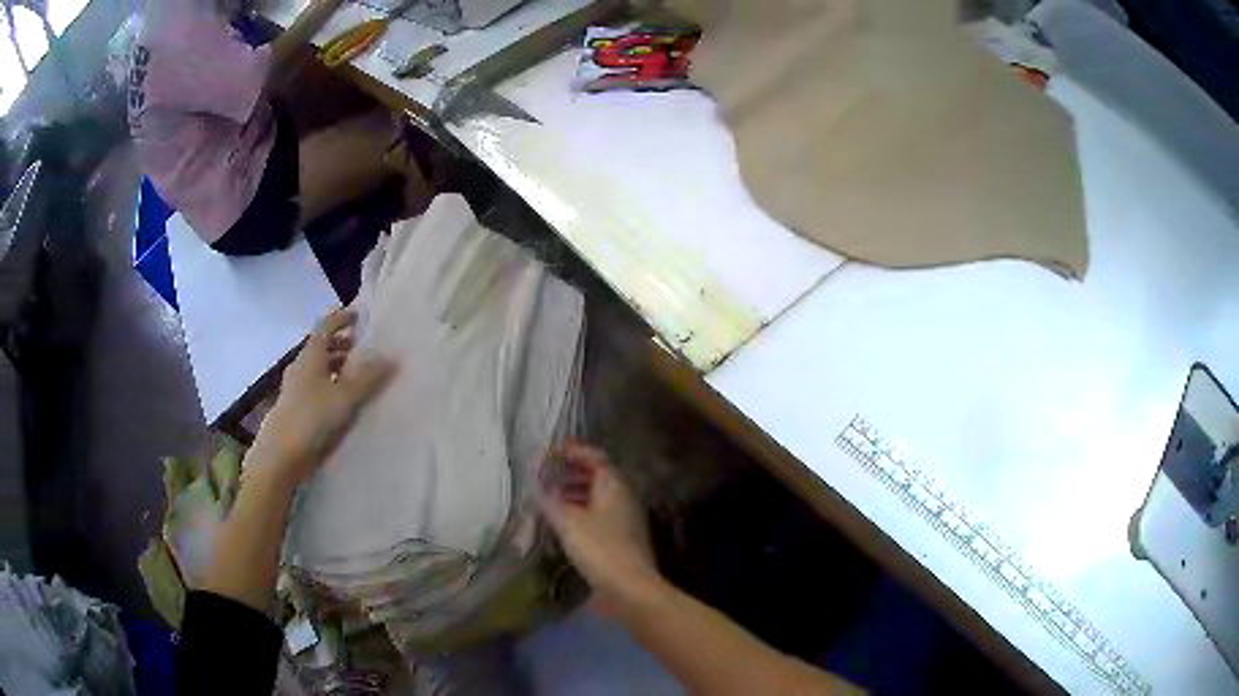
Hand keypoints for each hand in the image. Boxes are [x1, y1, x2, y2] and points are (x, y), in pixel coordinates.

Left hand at [250, 308, 394, 486]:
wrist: (281, 454)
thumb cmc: (312, 418)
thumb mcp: (345, 397)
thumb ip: (368, 377)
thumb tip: (392, 356)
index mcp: (310, 357)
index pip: (325, 328)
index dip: (340, 319)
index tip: (357, 315)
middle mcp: (300, 367)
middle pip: (320, 347)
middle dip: (339, 344)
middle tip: (360, 347)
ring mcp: (295, 388)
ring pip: (317, 368)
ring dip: (334, 365)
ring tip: (353, 373)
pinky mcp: (295, 408)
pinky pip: (314, 386)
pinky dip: (328, 383)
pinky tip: (339, 399)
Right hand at [538, 442, 662, 615]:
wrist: (631, 588)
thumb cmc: (600, 549)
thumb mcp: (568, 523)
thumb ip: (549, 501)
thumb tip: (535, 485)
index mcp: (614, 486)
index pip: (595, 457)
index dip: (574, 451)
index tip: (552, 451)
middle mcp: (623, 497)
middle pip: (597, 476)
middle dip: (571, 473)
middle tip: (546, 474)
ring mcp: (625, 519)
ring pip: (597, 497)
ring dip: (574, 494)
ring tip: (549, 498)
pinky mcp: (622, 539)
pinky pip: (599, 516)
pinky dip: (580, 513)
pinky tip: (564, 525)